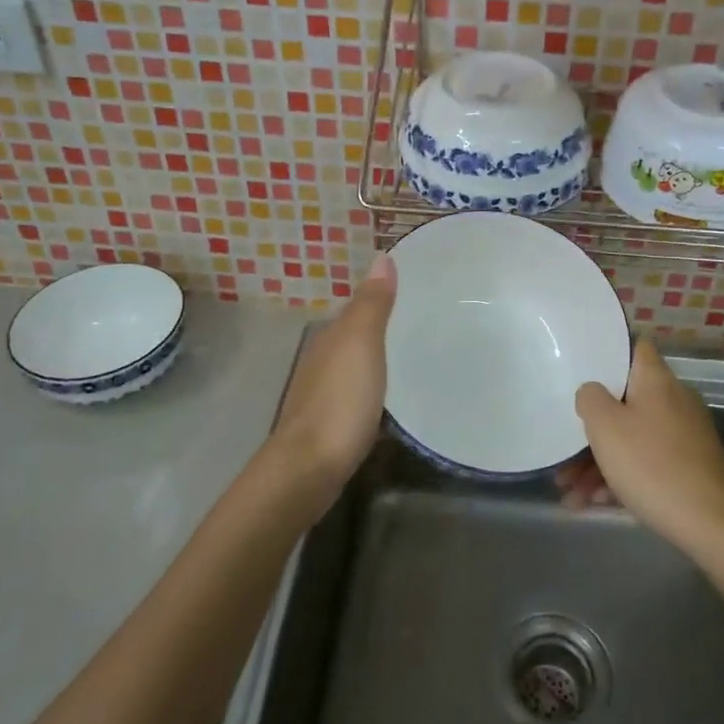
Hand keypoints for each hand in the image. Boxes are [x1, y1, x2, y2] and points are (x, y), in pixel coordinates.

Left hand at [264, 253, 396, 505]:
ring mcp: (321, 396)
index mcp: (330, 338)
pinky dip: (366, 388)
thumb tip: (381, 255)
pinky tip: (382, 397)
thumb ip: (372, 304)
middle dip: (375, 328)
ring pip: (349, 366)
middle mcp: (320, 361)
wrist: (309, 467)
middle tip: (414, 323)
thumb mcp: (361, 343)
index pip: (354, 309)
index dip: (377, 299)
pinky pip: (351, 394)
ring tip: (404, 357)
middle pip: (350, 337)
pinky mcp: (327, 427)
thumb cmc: (340, 399)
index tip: (408, 293)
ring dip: (370, 359)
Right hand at [571, 337, 723, 554]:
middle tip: (564, 451)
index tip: (583, 369)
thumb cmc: (651, 465)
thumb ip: (590, 398)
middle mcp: (674, 400)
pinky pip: (647, 461)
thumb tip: (592, 391)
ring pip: (633, 436)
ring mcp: (685, 435)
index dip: (610, 353)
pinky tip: (595, 502)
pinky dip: (621, 477)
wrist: (710, 524)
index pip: (636, 347)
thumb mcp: (606, 427)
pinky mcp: (689, 466)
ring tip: (569, 491)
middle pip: (626, 400)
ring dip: (599, 460)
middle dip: (593, 426)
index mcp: (657, 380)